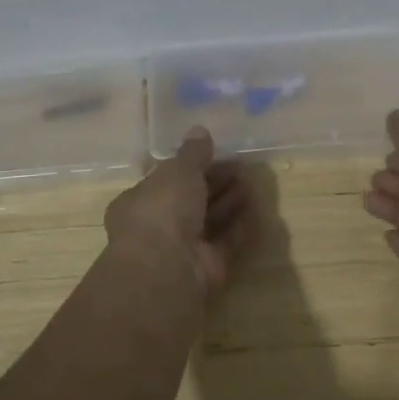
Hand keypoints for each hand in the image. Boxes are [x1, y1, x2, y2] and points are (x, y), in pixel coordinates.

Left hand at [105, 126, 253, 295]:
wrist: (166, 270)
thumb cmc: (162, 211)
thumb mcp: (178, 171)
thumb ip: (192, 152)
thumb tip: (199, 129)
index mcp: (139, 202)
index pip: (166, 180)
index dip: (191, 167)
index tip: (216, 153)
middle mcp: (158, 227)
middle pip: (191, 201)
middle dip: (215, 183)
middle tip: (241, 167)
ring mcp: (183, 251)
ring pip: (210, 222)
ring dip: (230, 203)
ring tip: (252, 183)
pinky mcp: (207, 269)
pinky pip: (227, 243)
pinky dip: (241, 227)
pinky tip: (259, 210)